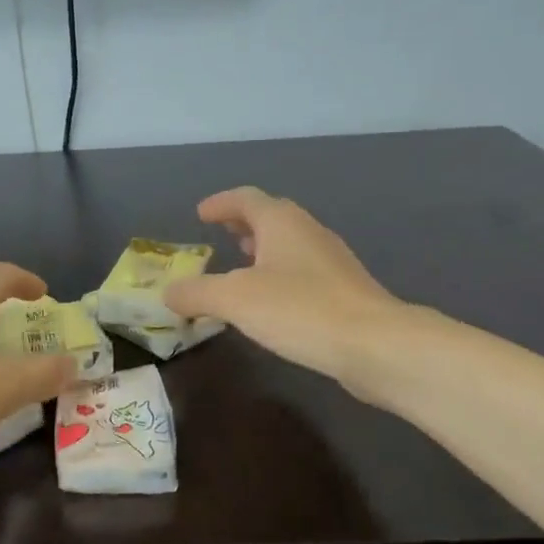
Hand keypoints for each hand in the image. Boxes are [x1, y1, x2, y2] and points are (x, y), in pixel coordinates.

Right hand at [163, 187, 401, 390]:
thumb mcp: (234, 300)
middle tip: (221, 233)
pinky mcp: (344, 292)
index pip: (246, 199)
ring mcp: (331, 262)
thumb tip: (168, 293)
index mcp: (282, 223)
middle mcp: (308, 233)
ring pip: (289, 245)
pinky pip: (302, 271)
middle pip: (272, 217)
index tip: (200, 213)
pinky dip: (279, 275)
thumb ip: (197, 293)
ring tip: (241, 264)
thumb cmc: (300, 309)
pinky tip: (271, 302)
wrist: (375, 344)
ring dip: (263, 249)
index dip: (221, 204)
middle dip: (243, 224)